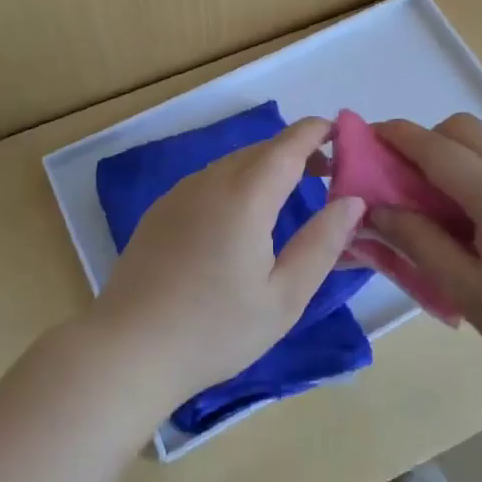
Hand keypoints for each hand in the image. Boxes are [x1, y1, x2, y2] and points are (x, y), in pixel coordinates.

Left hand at [90, 116, 366, 415]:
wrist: (128, 349)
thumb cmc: (215, 329)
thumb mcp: (284, 297)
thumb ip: (323, 244)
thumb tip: (353, 201)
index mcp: (246, 195)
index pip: (289, 144)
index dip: (317, 132)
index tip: (344, 134)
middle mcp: (211, 181)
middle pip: (262, 150)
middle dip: (297, 152)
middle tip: (328, 174)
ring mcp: (181, 193)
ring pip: (234, 163)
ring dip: (266, 167)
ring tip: (290, 194)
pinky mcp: (161, 210)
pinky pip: (209, 180)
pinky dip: (237, 182)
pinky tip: (241, 218)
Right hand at [366, 115, 481, 383]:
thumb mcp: (465, 289)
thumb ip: (417, 242)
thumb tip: (376, 210)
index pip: (433, 146)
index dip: (394, 137)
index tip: (362, 138)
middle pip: (460, 129)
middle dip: (422, 140)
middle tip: (398, 179)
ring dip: (448, 153)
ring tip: (429, 201)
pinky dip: (471, 168)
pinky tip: (466, 216)